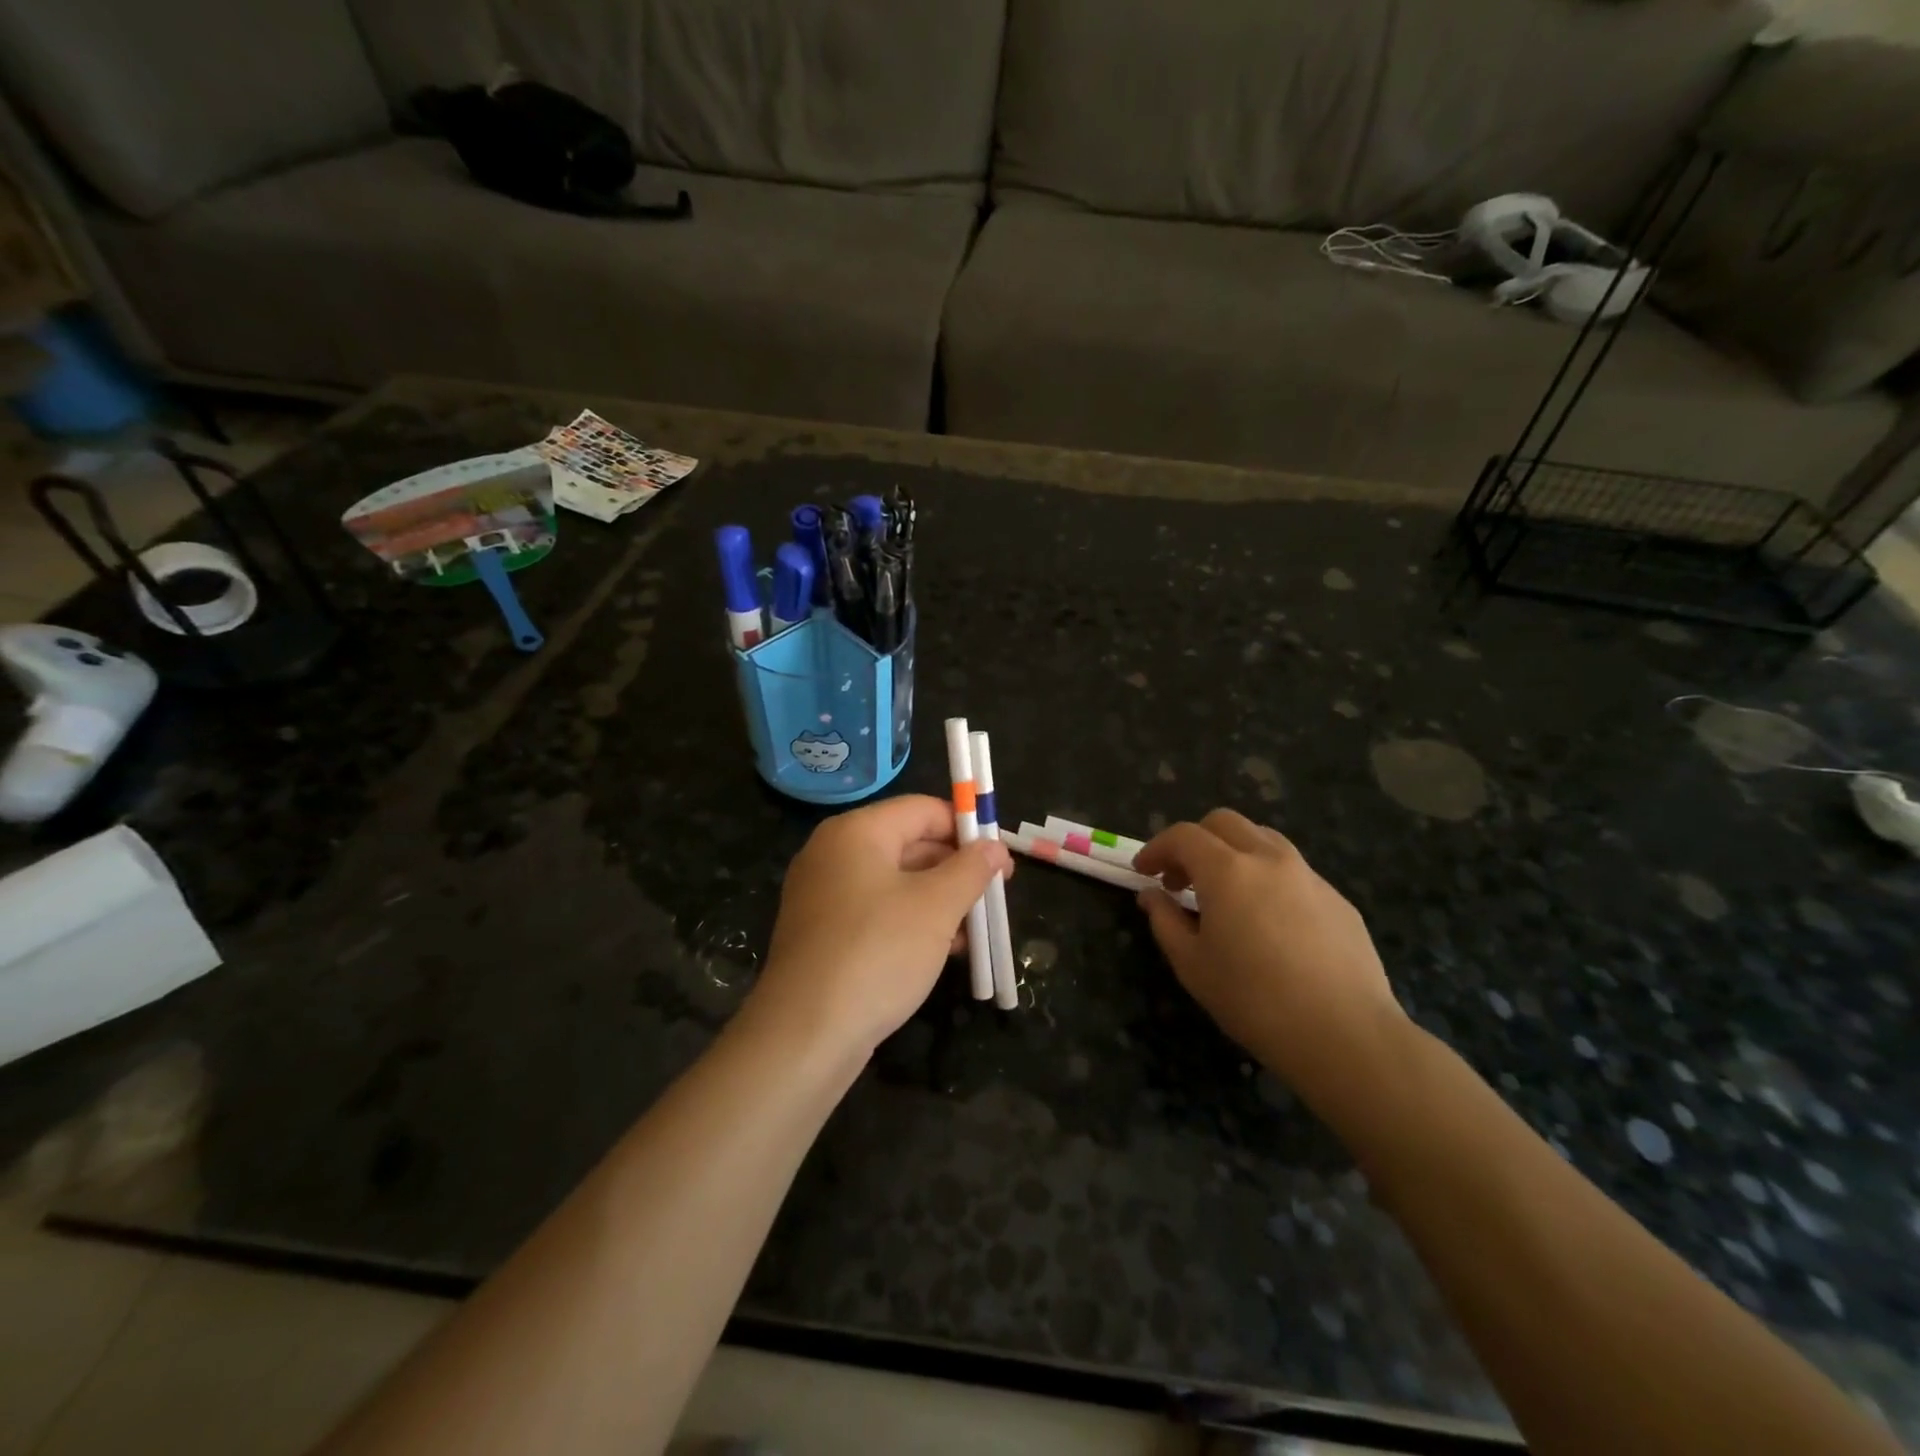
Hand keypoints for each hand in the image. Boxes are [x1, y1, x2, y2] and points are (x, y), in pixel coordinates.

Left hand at [749, 795, 1010, 1059]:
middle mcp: (834, 853)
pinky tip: (944, 950)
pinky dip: (911, 922)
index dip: (966, 828)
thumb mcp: (937, 907)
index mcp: (857, 832)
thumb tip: (995, 847)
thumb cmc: (877, 952)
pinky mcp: (822, 933)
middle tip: (995, 895)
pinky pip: (876, 912)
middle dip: (956, 869)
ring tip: (976, 931)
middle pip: (909, 844)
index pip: (923, 810)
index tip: (1001, 858)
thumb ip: (971, 869)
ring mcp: (823, 895)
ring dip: (939, 900)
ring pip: (895, 882)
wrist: (805, 1034)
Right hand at [1135, 810, 1407, 1110]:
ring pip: (1262, 839)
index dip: (1156, 848)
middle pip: (1224, 823)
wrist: (1345, 1034)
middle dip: (1194, 841)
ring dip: (1232, 852)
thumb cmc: (1254, 1000)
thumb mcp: (1192, 964)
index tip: (1143, 872)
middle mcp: (1269, 859)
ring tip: (1224, 893)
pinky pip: (1292, 870)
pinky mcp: (1337, 899)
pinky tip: (1267, 921)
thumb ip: (1165, 920)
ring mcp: (1309, 876)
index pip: (1183, 836)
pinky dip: (1266, 877)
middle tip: (1181, 880)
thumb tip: (1153, 895)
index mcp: (1227, 870)